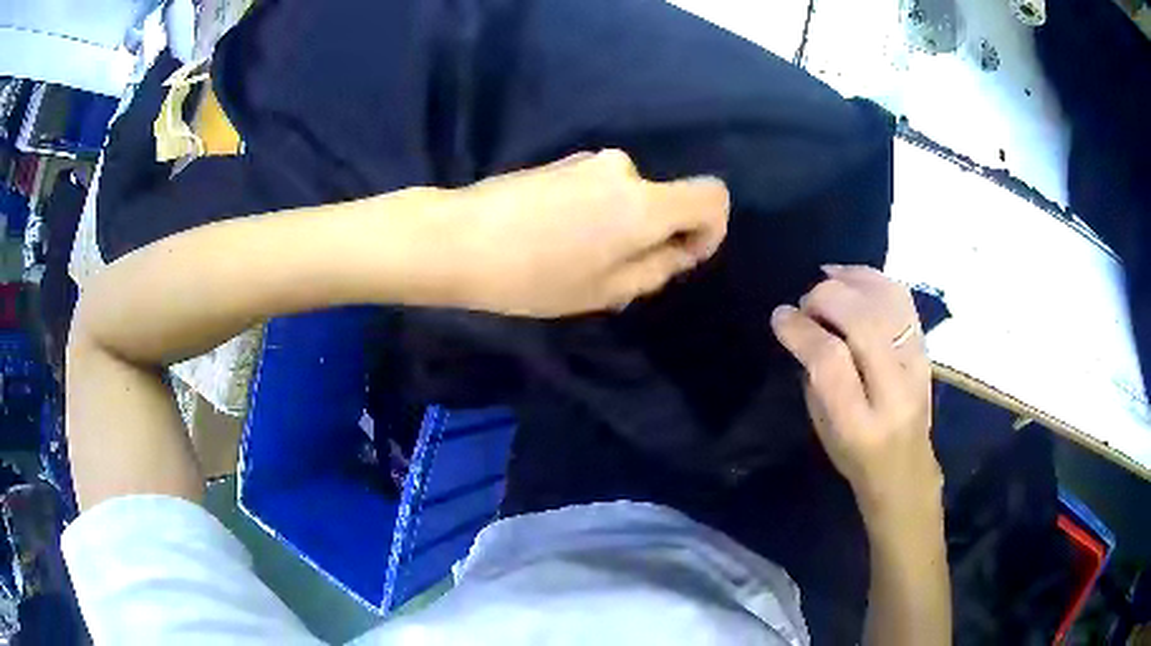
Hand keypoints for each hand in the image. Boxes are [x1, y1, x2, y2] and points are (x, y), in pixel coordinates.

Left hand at [439, 150, 728, 316]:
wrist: (457, 238)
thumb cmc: (534, 274)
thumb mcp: (605, 290)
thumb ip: (656, 269)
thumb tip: (677, 251)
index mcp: (644, 203)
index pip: (712, 197)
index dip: (711, 229)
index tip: (681, 257)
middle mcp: (624, 170)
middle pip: (665, 201)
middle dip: (654, 237)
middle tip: (614, 275)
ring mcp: (588, 161)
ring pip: (628, 198)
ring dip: (619, 227)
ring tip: (575, 262)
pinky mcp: (560, 162)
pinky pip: (599, 190)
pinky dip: (595, 215)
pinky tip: (554, 240)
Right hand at [770, 266, 941, 525]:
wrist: (905, 467)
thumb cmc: (855, 456)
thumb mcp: (822, 428)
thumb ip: (815, 375)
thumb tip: (804, 324)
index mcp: (859, 424)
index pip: (831, 361)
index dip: (802, 330)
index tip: (780, 315)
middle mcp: (895, 391)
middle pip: (863, 322)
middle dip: (826, 298)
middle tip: (806, 302)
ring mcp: (917, 365)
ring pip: (888, 302)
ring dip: (851, 282)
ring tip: (827, 279)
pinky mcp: (926, 348)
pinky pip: (903, 299)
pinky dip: (874, 279)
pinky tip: (852, 277)